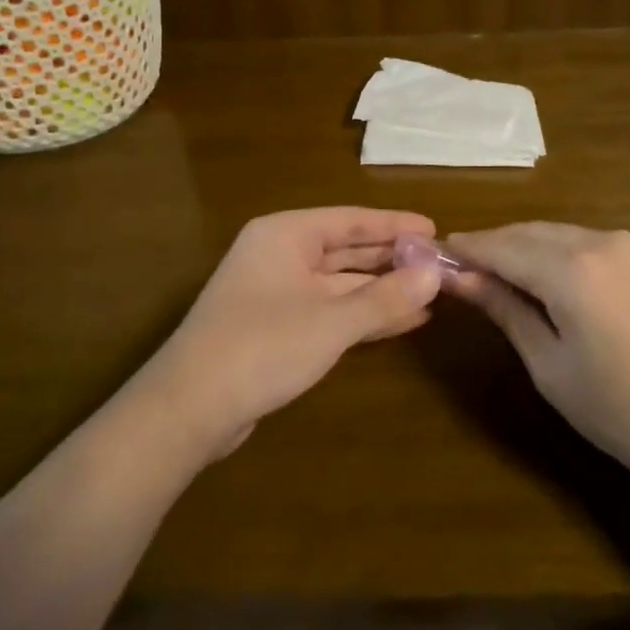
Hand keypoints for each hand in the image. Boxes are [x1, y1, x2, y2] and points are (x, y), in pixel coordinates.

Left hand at [141, 207, 442, 459]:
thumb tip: (436, 273)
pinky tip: (403, 322)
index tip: (435, 229)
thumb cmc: (262, 347)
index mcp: (286, 234)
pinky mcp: (278, 327)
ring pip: (342, 283)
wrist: (189, 409)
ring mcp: (278, 292)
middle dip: (392, 259)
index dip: (395, 225)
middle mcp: (281, 254)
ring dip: (383, 291)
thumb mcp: (331, 321)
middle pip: (347, 250)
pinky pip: (331, 310)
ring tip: (431, 294)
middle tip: (440, 263)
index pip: (351, 220)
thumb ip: (385, 297)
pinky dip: (364, 315)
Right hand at [446, 223, 629, 488]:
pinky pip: (582, 242)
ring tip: (493, 276)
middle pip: (528, 232)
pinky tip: (539, 277)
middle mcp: (599, 240)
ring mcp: (627, 245)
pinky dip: (553, 253)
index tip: (432, 256)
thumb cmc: (620, 410)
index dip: (466, 250)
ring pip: (555, 233)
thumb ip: (505, 309)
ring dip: (521, 247)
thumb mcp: (549, 364)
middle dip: (492, 246)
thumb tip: (459, 277)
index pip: (502, 246)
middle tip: (458, 270)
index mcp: (572, 268)